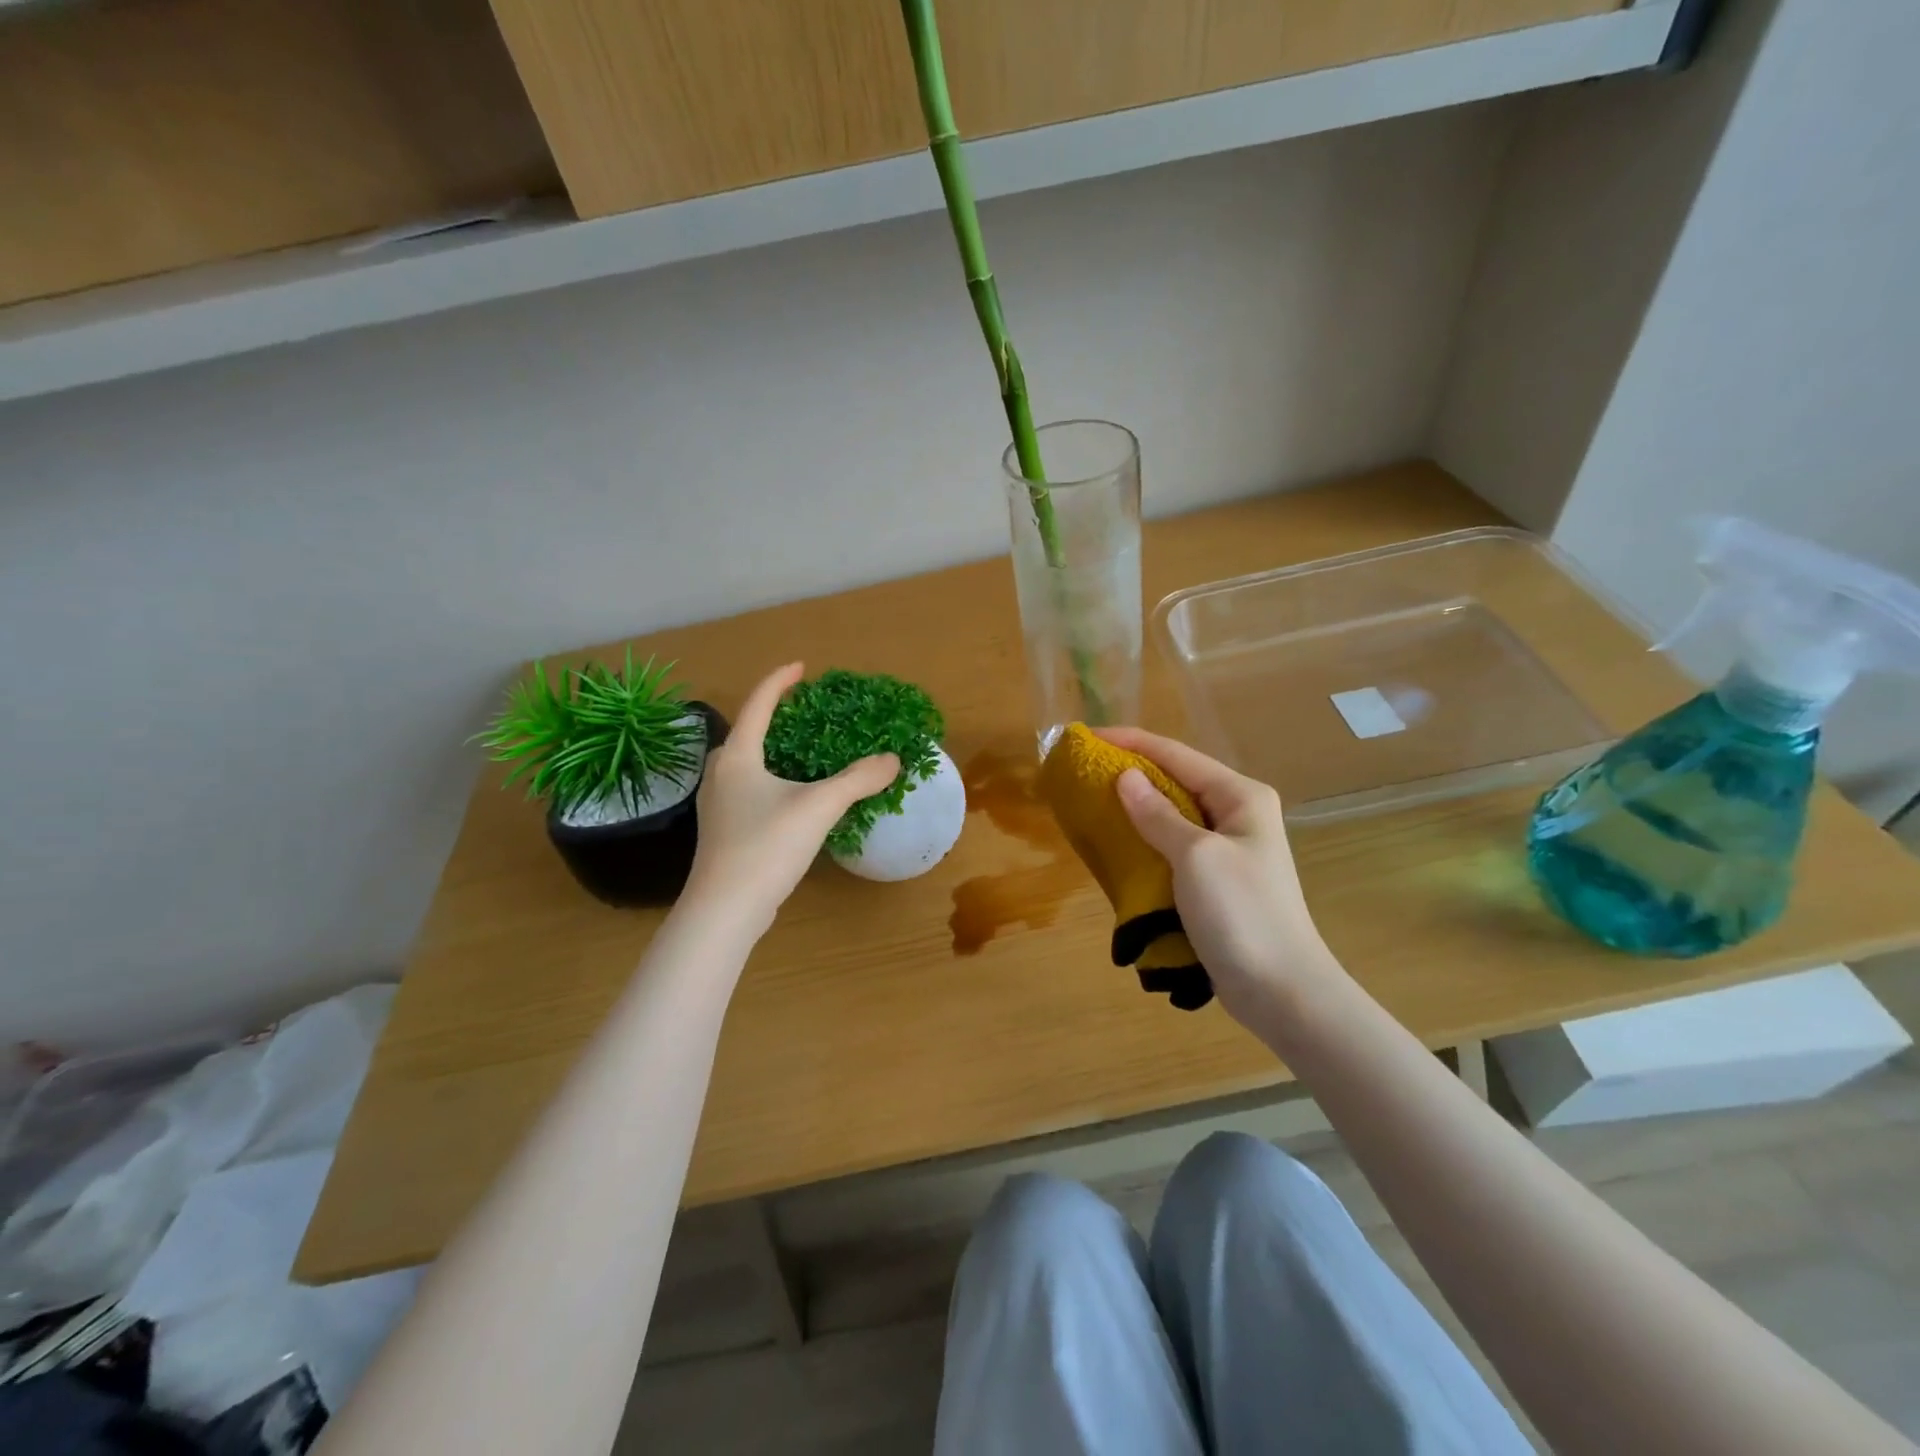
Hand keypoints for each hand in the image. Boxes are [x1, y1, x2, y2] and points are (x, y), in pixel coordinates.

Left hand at [685, 663, 898, 936]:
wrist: (724, 909)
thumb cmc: (766, 846)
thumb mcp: (819, 806)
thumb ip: (858, 779)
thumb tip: (893, 759)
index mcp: (737, 757)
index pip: (757, 705)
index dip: (780, 681)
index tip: (802, 667)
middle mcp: (720, 774)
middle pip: (746, 733)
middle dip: (774, 717)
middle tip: (805, 714)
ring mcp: (718, 805)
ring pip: (746, 764)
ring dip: (773, 752)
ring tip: (803, 752)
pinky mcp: (723, 831)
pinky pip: (749, 790)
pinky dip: (771, 780)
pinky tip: (792, 797)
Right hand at [1099, 727, 1344, 1025]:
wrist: (1282, 991)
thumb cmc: (1242, 913)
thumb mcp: (1196, 856)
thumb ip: (1158, 815)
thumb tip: (1125, 777)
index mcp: (1240, 796)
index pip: (1177, 754)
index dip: (1131, 742)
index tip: (1088, 738)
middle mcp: (1237, 814)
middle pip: (1175, 780)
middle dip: (1131, 773)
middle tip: (1084, 771)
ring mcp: (1228, 849)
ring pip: (1172, 815)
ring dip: (1135, 808)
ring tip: (1092, 803)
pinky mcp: (1216, 880)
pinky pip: (1172, 847)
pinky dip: (1144, 841)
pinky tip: (1117, 846)